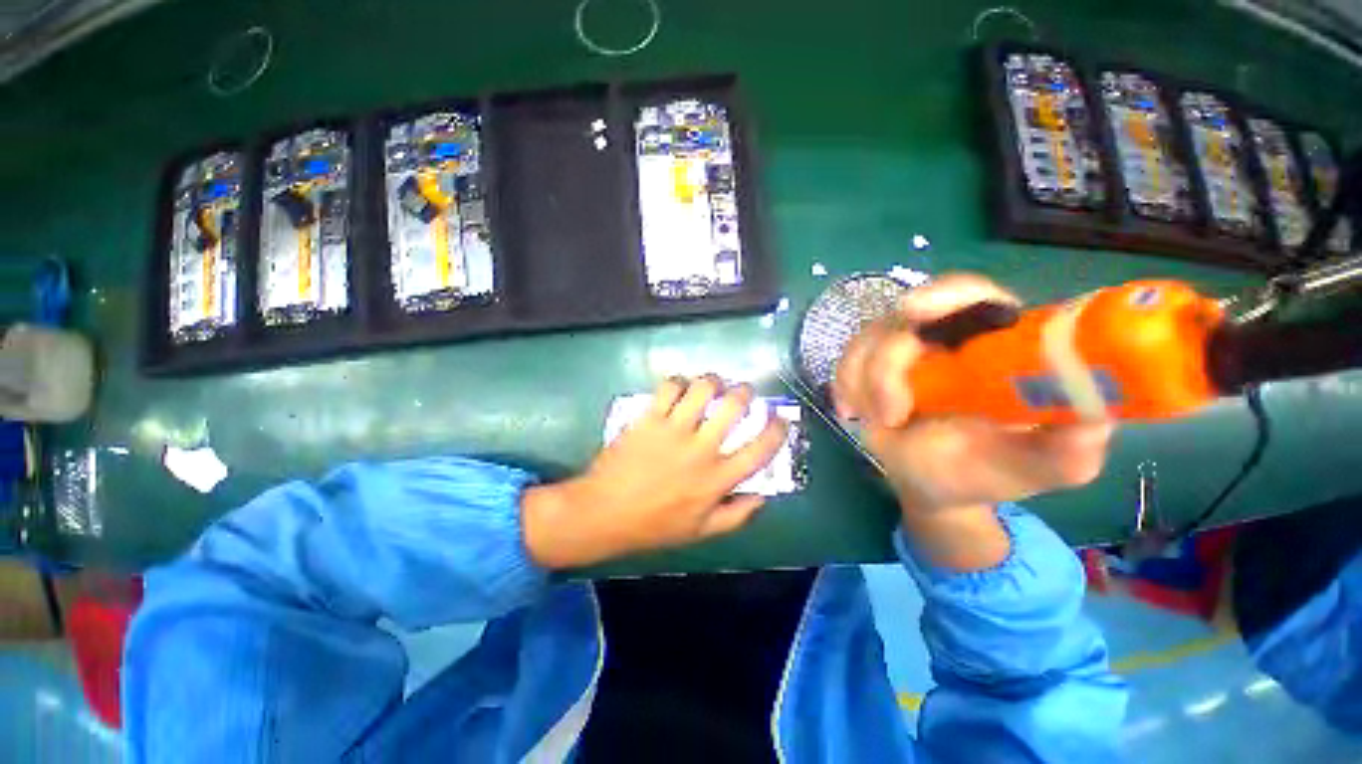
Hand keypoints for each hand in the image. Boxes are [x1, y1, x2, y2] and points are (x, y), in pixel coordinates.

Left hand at [522, 375, 788, 568]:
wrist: (604, 513)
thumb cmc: (653, 525)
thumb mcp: (701, 531)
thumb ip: (737, 516)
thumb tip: (763, 497)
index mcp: (717, 479)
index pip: (760, 450)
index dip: (777, 430)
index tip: (780, 419)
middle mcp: (700, 449)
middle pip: (734, 407)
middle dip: (745, 392)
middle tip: (743, 392)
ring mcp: (673, 430)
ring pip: (703, 389)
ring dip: (713, 381)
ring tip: (713, 384)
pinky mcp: (649, 418)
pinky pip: (669, 387)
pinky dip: (678, 381)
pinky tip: (679, 387)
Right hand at [833, 273, 1114, 568]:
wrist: (936, 485)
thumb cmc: (993, 470)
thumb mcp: (1047, 466)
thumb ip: (1069, 445)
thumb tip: (1089, 419)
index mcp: (994, 345)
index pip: (972, 297)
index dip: (946, 295)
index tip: (916, 312)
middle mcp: (944, 340)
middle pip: (904, 318)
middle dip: (888, 361)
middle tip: (890, 411)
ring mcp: (900, 353)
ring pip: (865, 342)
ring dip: (866, 384)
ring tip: (884, 424)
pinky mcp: (866, 370)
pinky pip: (844, 364)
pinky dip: (845, 387)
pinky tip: (853, 413)